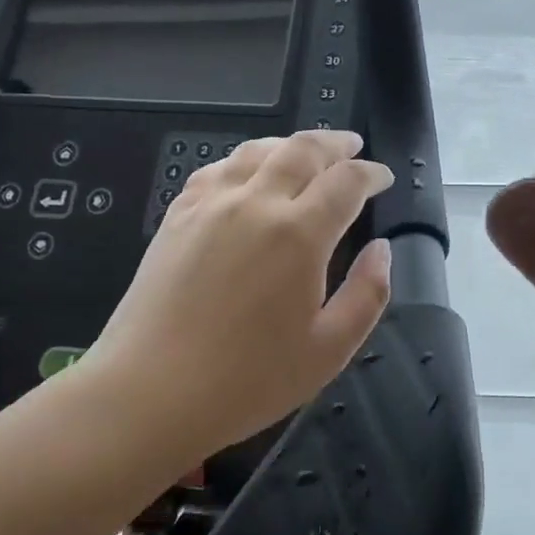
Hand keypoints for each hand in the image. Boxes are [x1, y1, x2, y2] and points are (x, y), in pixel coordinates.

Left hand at [68, 129, 394, 476]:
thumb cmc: (249, 380)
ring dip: (289, 144)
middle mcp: (256, 204)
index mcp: (299, 234)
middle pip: (302, 149)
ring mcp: (211, 205)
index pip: (346, 181)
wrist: (151, 392)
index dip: (371, 173)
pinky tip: (247, 173)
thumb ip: (367, 294)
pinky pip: (217, 169)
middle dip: (334, 143)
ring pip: (257, 150)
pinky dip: (244, 160)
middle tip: (352, 145)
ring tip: (305, 152)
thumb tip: (381, 250)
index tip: (383, 178)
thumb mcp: (329, 350)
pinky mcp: (178, 216)